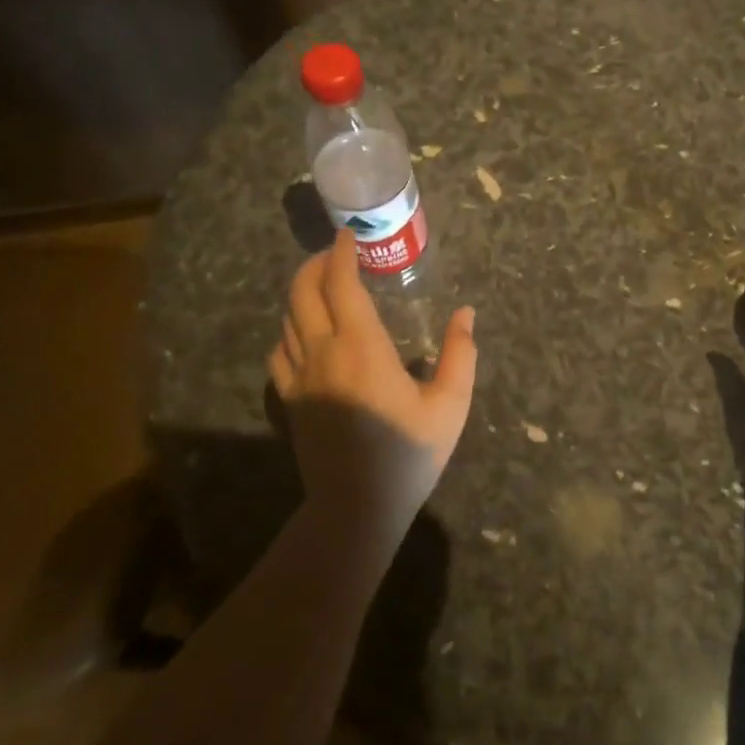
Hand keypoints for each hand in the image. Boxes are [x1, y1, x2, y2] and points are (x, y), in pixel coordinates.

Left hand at [268, 230, 477, 528]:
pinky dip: (289, 330)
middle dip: (316, 263)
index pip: (340, 283)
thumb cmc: (408, 455)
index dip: (341, 253)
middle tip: (336, 253)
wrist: (356, 508)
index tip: (349, 235)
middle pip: (303, 291)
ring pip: (287, 318)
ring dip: (302, 293)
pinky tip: (304, 334)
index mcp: (362, 347)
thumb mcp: (449, 405)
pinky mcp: (290, 400)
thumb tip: (466, 313)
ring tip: (323, 286)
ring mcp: (299, 377)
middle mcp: (323, 353)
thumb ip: (460, 354)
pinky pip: (278, 352)